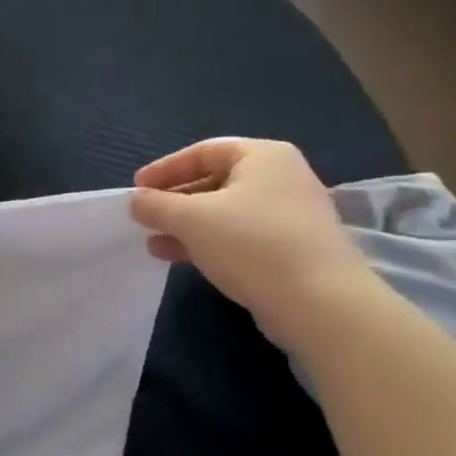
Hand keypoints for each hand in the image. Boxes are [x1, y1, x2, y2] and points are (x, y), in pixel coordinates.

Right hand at [131, 138, 373, 343]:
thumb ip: (157, 205)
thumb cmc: (252, 244)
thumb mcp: (193, 219)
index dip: (165, 169)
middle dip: (175, 201)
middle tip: (144, 217)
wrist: (320, 303)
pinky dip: (208, 243)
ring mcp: (289, 215)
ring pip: (225, 213)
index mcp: (263, 156)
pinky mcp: (290, 249)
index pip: (203, 151)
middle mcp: (280, 178)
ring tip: (154, 243)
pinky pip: (239, 237)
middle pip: (214, 181)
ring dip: (186, 226)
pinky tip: (181, 259)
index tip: (136, 187)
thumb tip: (135, 200)